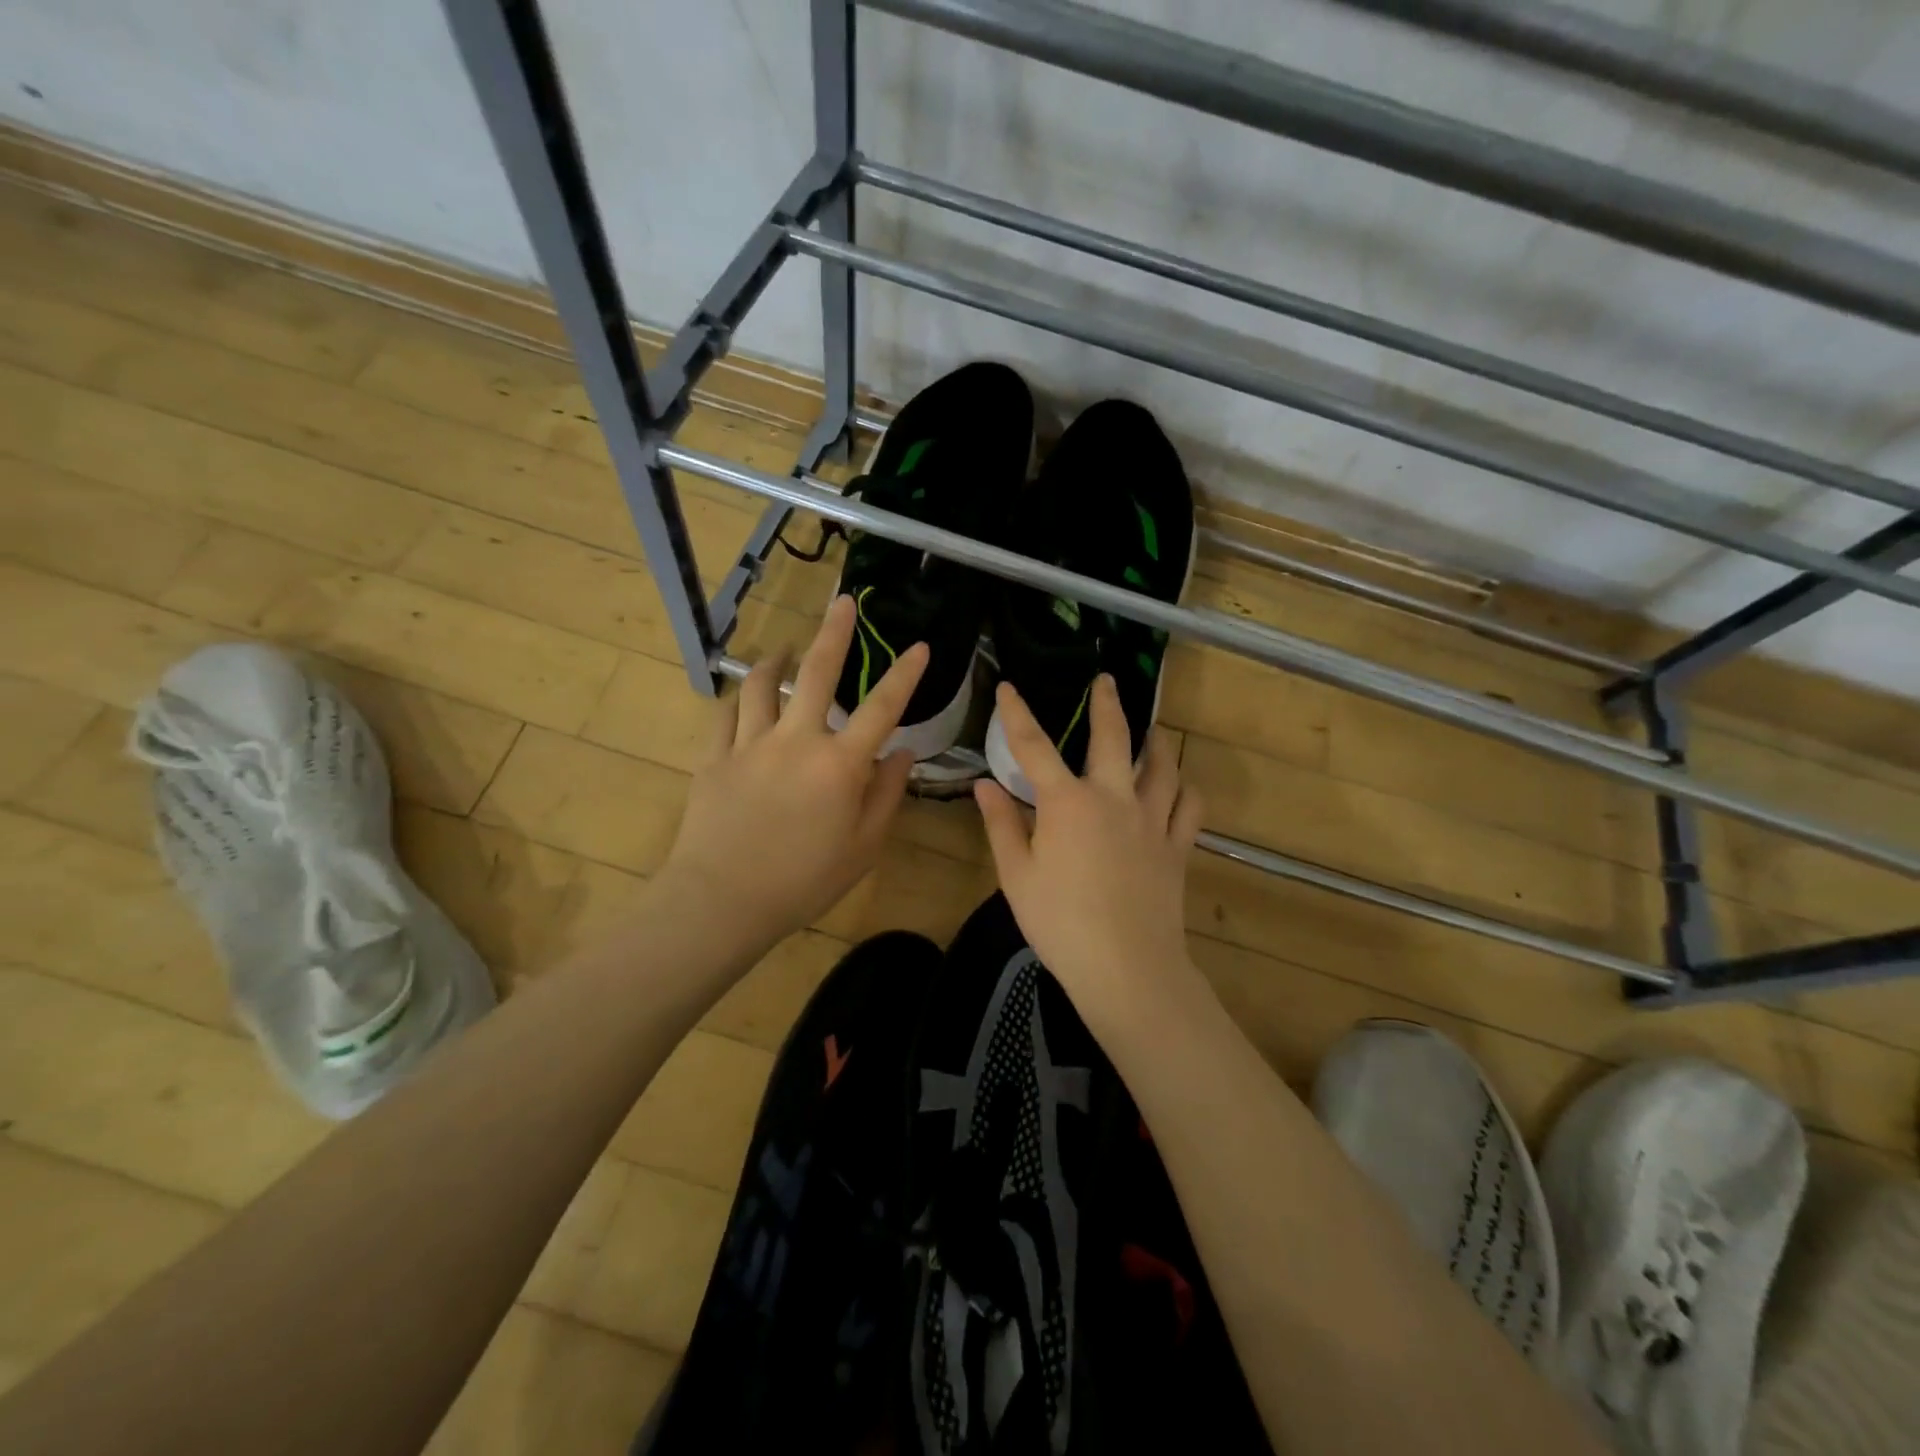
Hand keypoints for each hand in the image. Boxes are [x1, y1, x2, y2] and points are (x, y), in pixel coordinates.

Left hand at [660, 595, 926, 952]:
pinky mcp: (715, 757)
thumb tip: (902, 754)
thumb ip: (886, 795)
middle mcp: (797, 740)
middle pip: (816, 673)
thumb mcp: (863, 847)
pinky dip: (740, 700)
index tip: (918, 646)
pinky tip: (745, 696)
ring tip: (785, 647)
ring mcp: (751, 744)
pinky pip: (728, 716)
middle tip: (842, 604)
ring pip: (763, 685)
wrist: (723, 900)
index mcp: (839, 764)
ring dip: (777, 659)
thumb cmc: (804, 881)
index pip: (881, 708)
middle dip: (834, 633)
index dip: (903, 674)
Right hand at [973, 673, 1204, 1024]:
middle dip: (1107, 704)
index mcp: (1067, 803)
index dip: (1017, 713)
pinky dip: (1186, 790)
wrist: (1126, 967)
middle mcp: (1113, 798)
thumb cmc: (1060, 923)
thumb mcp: (1016, 875)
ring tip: (1152, 730)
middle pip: (1113, 738)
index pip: (1034, 746)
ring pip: (1162, 766)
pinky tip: (1180, 786)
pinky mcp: (1177, 847)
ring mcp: (1151, 821)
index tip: (1009, 687)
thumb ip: (1001, 824)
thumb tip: (984, 785)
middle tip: (1107, 680)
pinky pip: (1190, 807)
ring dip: (1155, 742)